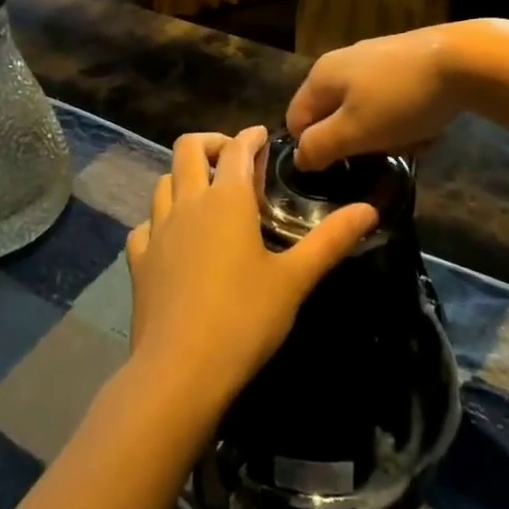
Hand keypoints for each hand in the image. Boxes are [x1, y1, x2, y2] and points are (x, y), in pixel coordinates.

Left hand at [126, 127, 376, 418]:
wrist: (178, 371)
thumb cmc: (243, 319)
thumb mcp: (295, 280)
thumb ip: (331, 240)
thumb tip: (370, 209)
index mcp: (227, 199)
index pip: (237, 148)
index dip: (250, 136)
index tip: (263, 136)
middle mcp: (188, 202)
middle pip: (188, 148)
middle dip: (212, 142)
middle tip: (234, 158)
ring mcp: (157, 229)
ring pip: (164, 180)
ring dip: (185, 176)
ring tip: (207, 194)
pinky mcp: (138, 259)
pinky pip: (147, 223)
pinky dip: (162, 219)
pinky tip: (175, 238)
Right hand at [286, 26, 464, 170]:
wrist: (464, 61)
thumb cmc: (401, 99)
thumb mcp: (355, 131)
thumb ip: (319, 146)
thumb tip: (298, 158)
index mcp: (321, 76)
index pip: (296, 121)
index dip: (314, 148)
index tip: (343, 164)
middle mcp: (342, 62)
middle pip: (335, 118)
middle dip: (359, 142)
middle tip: (385, 150)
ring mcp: (374, 61)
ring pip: (368, 113)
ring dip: (388, 134)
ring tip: (415, 138)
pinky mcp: (404, 63)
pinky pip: (394, 102)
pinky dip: (407, 118)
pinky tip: (430, 123)